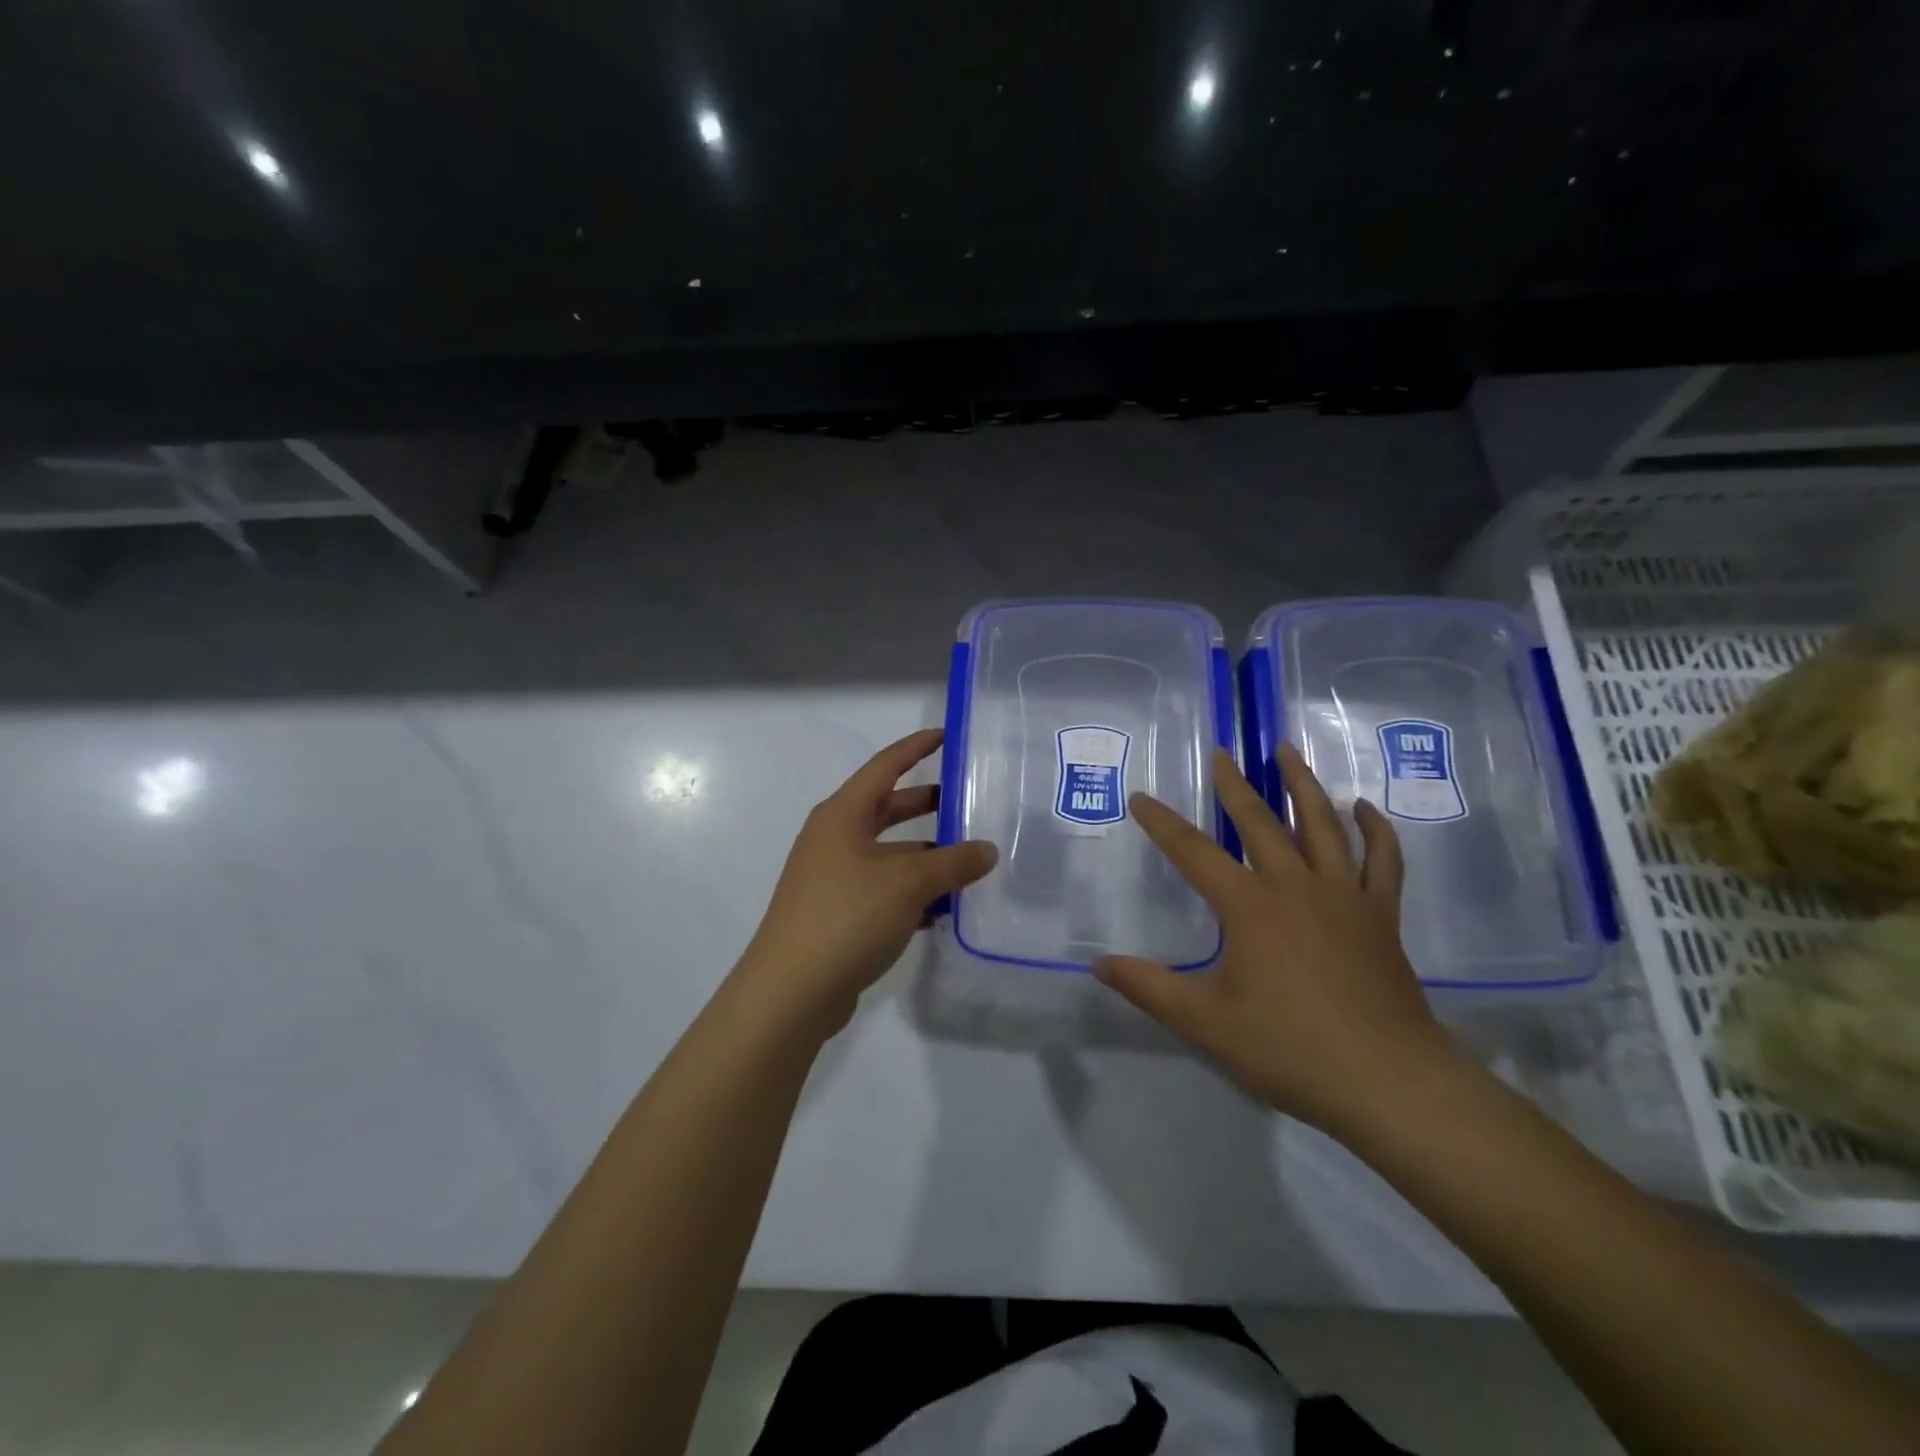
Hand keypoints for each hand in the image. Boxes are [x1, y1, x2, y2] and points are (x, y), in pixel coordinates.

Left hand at [735, 728, 997, 1036]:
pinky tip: (944, 910)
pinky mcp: (838, 914)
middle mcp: (834, 839)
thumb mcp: (908, 883)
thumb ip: (953, 863)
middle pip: (887, 810)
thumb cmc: (847, 916)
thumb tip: (988, 850)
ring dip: (925, 857)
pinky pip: (883, 890)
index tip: (946, 736)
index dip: (915, 748)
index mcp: (842, 815)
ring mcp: (833, 878)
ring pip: (889, 854)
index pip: (884, 767)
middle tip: (968, 802)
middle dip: (927, 805)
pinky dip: (912, 893)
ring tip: (970, 862)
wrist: (791, 992)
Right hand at [1094, 744, 1460, 1135]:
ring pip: (1323, 826)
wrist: (1388, 1082)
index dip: (1163, 824)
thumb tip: (1099, 964)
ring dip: (1304, 785)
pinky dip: (1375, 830)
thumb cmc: (1289, 1049)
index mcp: (1250, 907)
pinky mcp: (1381, 916)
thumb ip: (1149, 988)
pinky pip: (1382, 861)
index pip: (1194, 853)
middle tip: (1222, 754)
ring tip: (1288, 752)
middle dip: (1235, 785)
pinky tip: (1364, 808)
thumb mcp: (1205, 1023)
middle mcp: (1296, 887)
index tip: (1142, 798)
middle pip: (1260, 823)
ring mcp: (1344, 897)